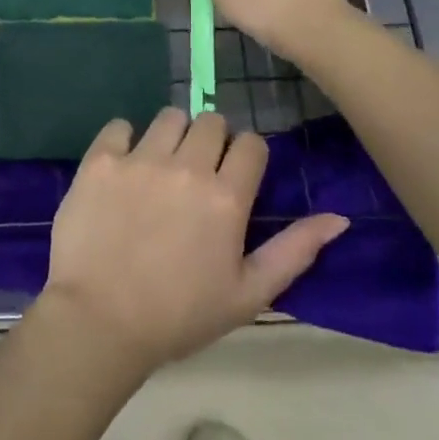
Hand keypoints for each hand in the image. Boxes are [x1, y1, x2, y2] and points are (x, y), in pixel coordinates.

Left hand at [38, 108, 348, 375]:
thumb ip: (295, 250)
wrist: (99, 322)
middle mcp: (187, 166)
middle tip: (197, 175)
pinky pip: (120, 125)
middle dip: (212, 141)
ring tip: (161, 168)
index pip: (251, 144)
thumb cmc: (179, 316)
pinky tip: (122, 168)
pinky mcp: (100, 159)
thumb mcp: (248, 294)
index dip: (246, 157)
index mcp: (226, 197)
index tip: (234, 178)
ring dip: (172, 136)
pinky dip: (124, 140)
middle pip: (211, 121)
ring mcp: (140, 159)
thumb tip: (339, 217)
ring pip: (169, 117)